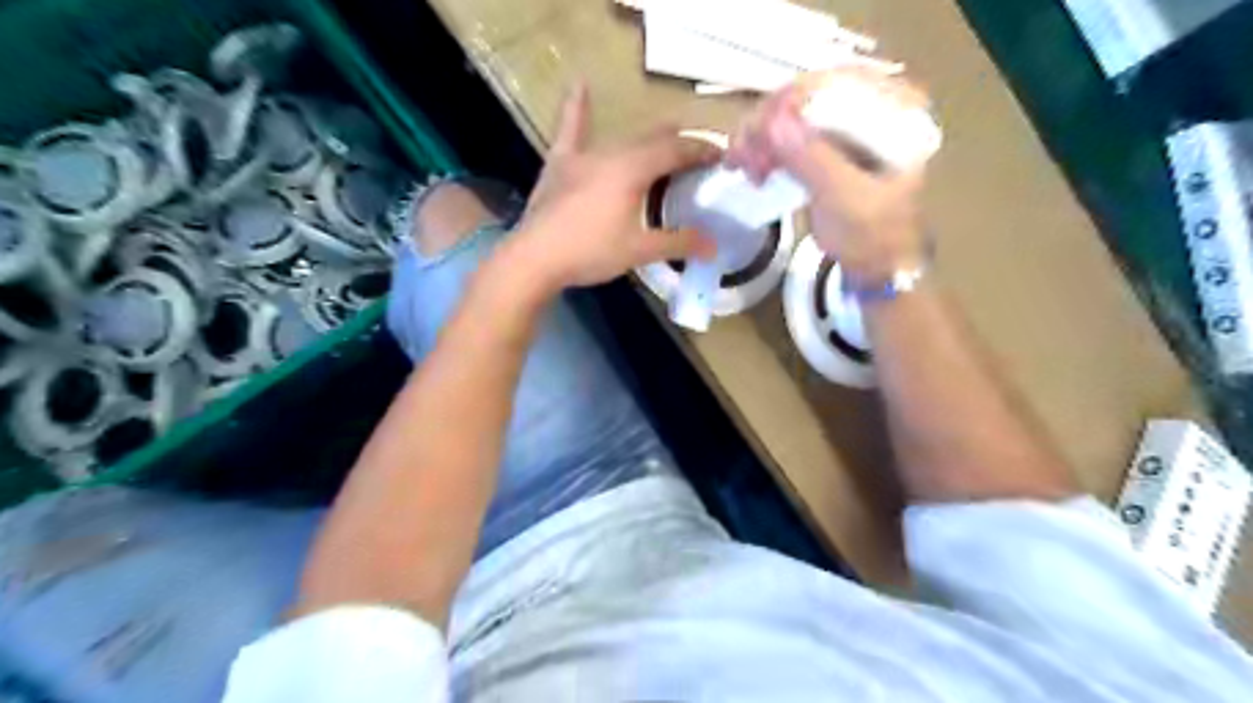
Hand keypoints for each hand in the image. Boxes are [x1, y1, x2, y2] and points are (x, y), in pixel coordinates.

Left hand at [496, 83, 714, 293]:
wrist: (535, 257)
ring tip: (666, 136)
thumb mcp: (639, 250)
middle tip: (699, 155)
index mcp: (633, 169)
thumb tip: (714, 247)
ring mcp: (582, 155)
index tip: (722, 155)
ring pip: (623, 138)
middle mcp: (611, 153)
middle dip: (680, 143)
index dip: (702, 150)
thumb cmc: (590, 252)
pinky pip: (571, 129)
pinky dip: (577, 108)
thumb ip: (678, 243)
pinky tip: (579, 84)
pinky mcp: (560, 164)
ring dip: (648, 138)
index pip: (677, 150)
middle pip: (653, 140)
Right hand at [732, 65, 922, 284]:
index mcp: (897, 108)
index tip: (755, 135)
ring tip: (739, 165)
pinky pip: (791, 133)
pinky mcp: (830, 144)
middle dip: (768, 123)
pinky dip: (768, 147)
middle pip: (809, 94)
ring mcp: (850, 125)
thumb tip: (772, 120)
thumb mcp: (845, 199)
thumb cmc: (873, 237)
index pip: (835, 82)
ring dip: (761, 136)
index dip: (788, 103)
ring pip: (794, 113)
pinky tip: (753, 166)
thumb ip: (812, 158)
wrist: (878, 269)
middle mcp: (875, 104)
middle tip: (739, 156)